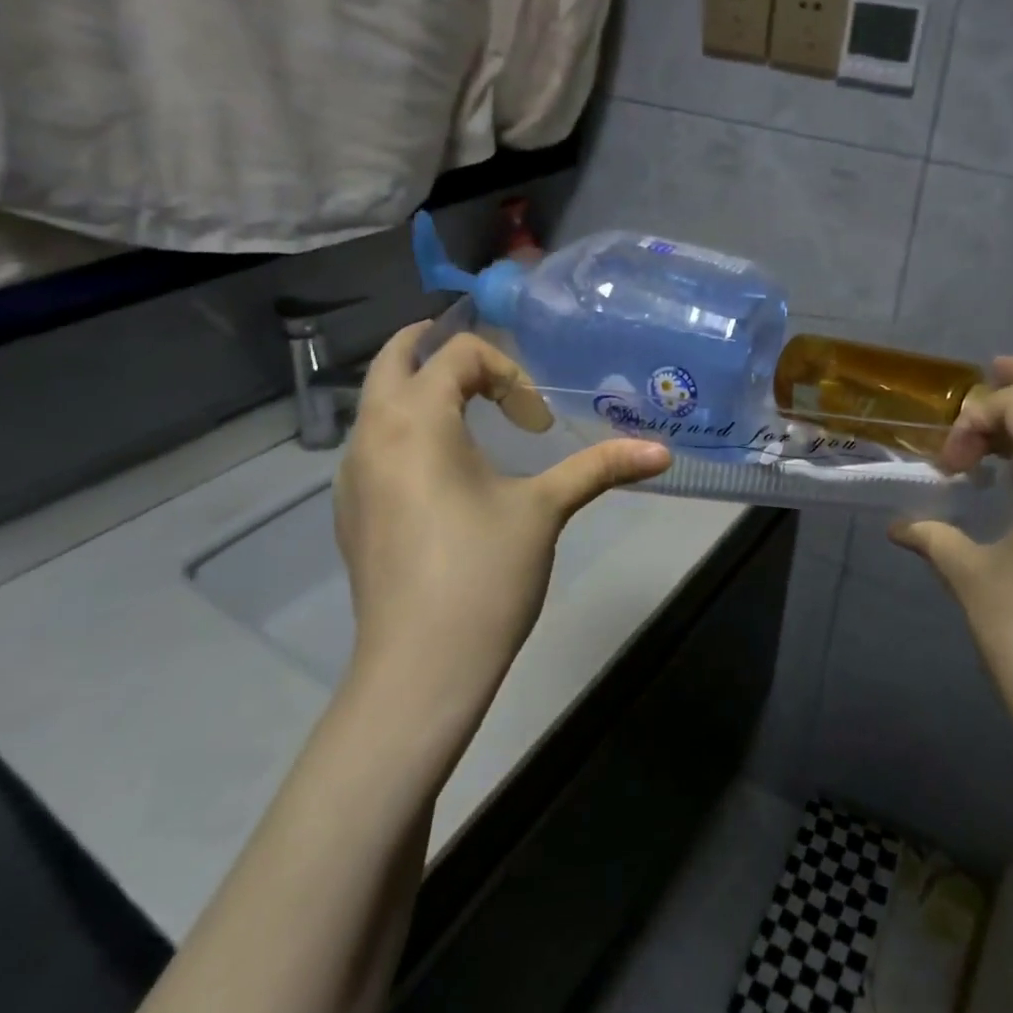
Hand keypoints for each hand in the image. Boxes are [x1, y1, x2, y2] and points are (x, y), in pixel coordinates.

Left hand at [332, 326, 670, 729]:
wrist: (420, 668)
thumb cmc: (484, 574)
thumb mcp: (545, 510)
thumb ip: (599, 468)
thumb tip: (662, 453)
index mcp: (416, 419)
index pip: (458, 355)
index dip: (507, 374)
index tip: (538, 424)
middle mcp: (371, 434)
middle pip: (392, 360)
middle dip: (435, 345)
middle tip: (481, 359)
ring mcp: (351, 474)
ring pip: (376, 403)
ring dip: (416, 389)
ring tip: (467, 410)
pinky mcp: (350, 510)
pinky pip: (371, 444)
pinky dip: (403, 430)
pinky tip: (440, 471)